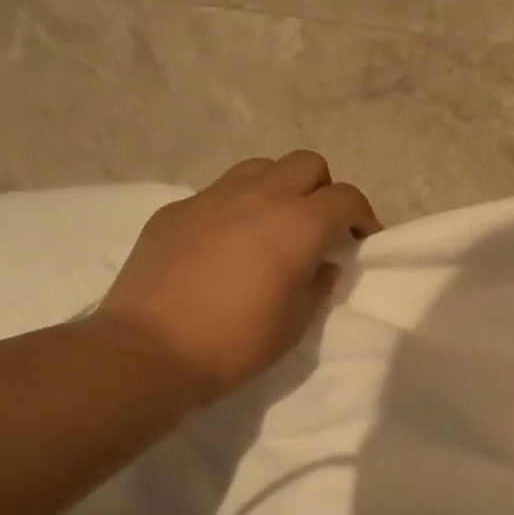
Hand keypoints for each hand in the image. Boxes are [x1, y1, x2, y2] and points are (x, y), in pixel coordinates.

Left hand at [90, 151, 379, 400]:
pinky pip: (219, 192)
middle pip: (307, 164)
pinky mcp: (177, 209)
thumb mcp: (296, 322)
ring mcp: (214, 197)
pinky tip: (226, 244)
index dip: (362, 216)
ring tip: (274, 226)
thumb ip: (317, 285)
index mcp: (300, 224)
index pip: (346, 198)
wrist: (150, 350)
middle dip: (323, 190)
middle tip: (319, 227)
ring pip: (262, 167)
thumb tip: (322, 265)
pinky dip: (237, 207)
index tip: (361, 239)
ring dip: (280, 188)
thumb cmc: (237, 341)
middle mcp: (261, 196)